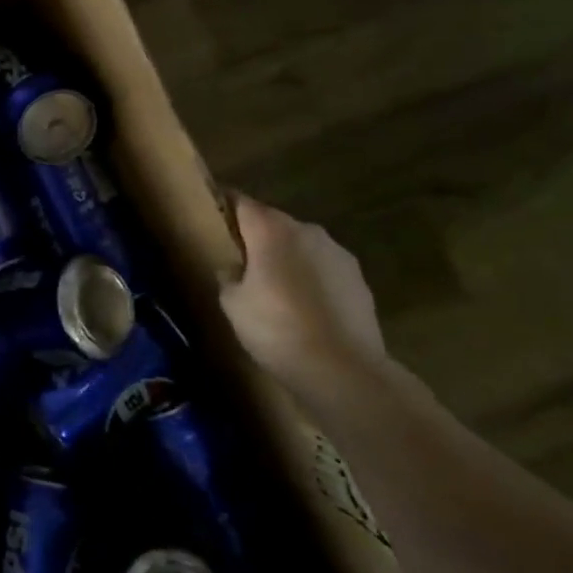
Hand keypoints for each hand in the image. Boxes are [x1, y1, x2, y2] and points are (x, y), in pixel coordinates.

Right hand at [219, 194, 387, 400]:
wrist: (344, 370)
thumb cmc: (277, 329)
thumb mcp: (233, 303)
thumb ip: (228, 275)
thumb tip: (233, 268)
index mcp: (271, 229)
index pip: (241, 201)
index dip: (224, 206)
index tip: (213, 216)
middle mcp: (306, 231)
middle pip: (273, 222)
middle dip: (256, 235)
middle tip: (240, 259)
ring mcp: (338, 253)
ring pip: (301, 245)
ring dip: (286, 257)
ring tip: (275, 287)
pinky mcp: (359, 280)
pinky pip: (324, 268)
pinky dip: (311, 278)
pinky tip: (305, 307)